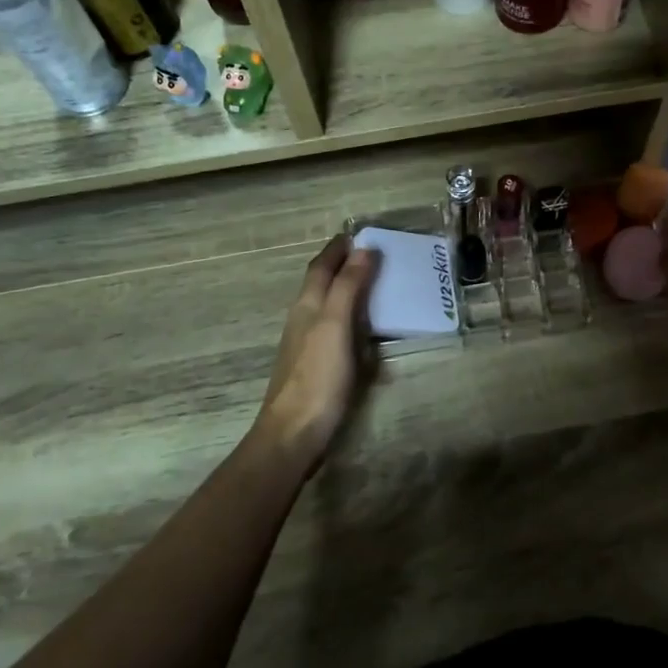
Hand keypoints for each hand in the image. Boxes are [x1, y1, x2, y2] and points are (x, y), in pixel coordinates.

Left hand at [254, 235, 379, 471]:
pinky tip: (363, 327)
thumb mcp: (336, 326)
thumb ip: (348, 287)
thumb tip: (364, 249)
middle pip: (321, 283)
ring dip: (345, 289)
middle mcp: (304, 319)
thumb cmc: (317, 376)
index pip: (321, 266)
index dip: (337, 249)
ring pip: (326, 305)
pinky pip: (334, 328)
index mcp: (308, 305)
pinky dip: (349, 316)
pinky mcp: (316, 366)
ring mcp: (307, 344)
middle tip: (372, 254)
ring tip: (373, 284)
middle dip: (342, 265)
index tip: (359, 234)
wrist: (294, 433)